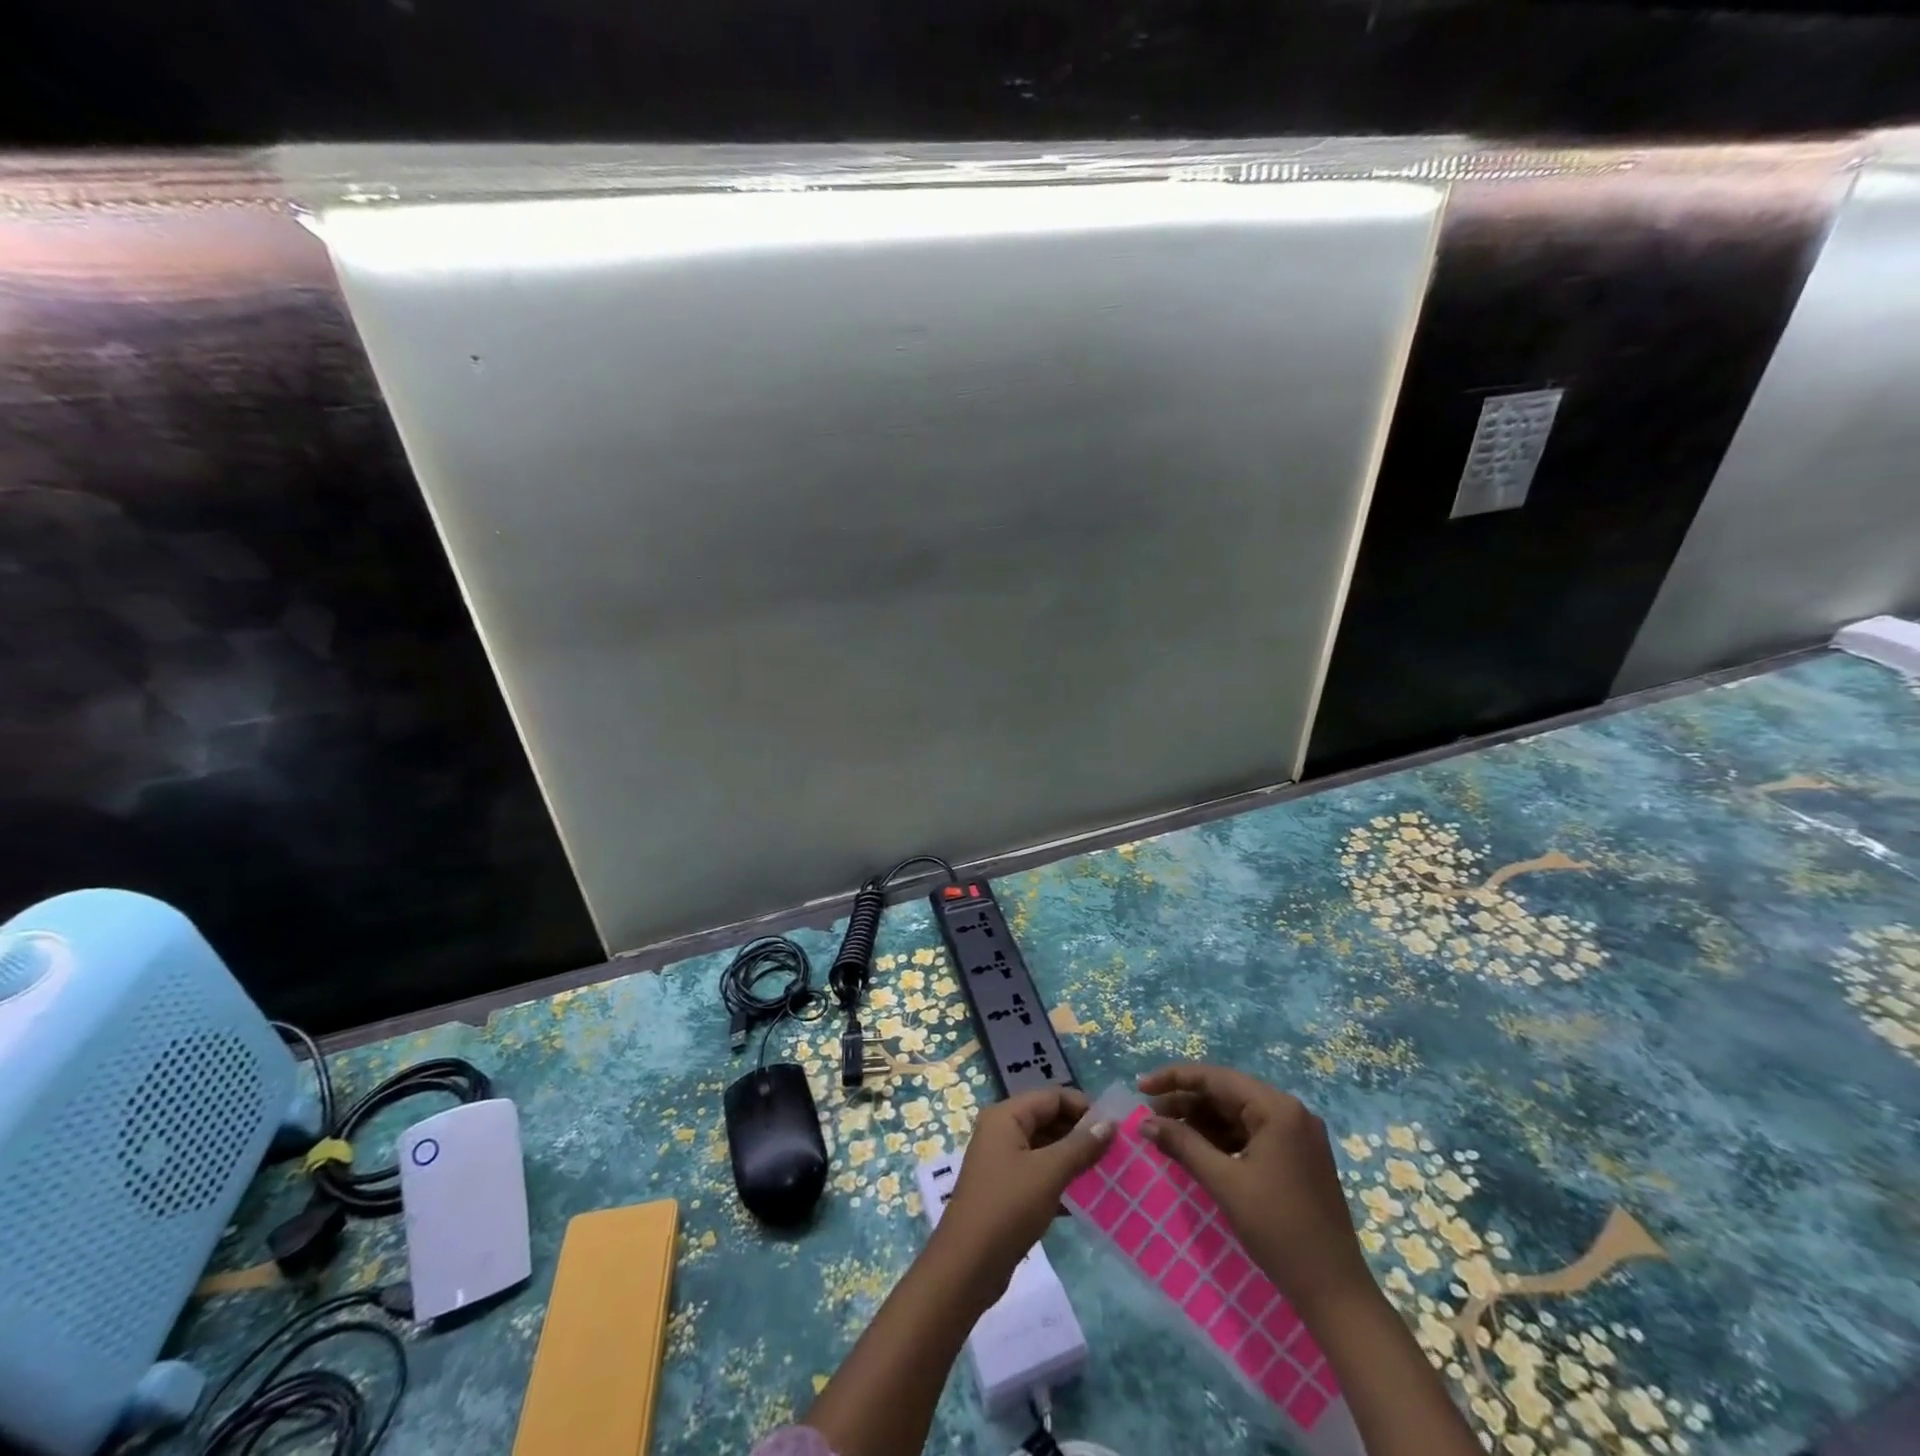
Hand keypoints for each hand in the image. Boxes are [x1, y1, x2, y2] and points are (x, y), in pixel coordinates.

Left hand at [937, 1087, 1113, 1290]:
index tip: (1114, 1128)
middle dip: (1080, 1134)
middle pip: (1048, 1120)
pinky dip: (1060, 1180)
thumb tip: (1109, 1122)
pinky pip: (1038, 1173)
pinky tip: (1084, 1199)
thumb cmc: (1008, 1207)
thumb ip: (1080, 1146)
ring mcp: (1002, 1161)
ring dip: (1072, 1159)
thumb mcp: (1049, 1173)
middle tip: (1114, 1153)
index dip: (1083, 1107)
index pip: (1051, 1097)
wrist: (967, 1266)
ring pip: (1045, 1149)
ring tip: (1106, 1174)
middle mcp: (1001, 1131)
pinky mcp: (1005, 1190)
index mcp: (1006, 1116)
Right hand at [1138, 1064, 1371, 1314]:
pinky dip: (1221, 1138)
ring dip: (1201, 1121)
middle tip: (1149, 1114)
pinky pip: (1250, 1134)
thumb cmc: (1279, 1230)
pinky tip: (1196, 1148)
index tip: (1141, 1087)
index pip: (1216, 1078)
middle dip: (1186, 1102)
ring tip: (1165, 1131)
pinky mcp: (1296, 1157)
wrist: (1335, 1292)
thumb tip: (1144, 1122)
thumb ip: (1182, 1145)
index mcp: (1278, 1108)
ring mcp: (1296, 1135)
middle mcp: (1290, 1112)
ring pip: (1237, 1114)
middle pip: (1227, 1093)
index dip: (1174, 1079)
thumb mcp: (1224, 1183)